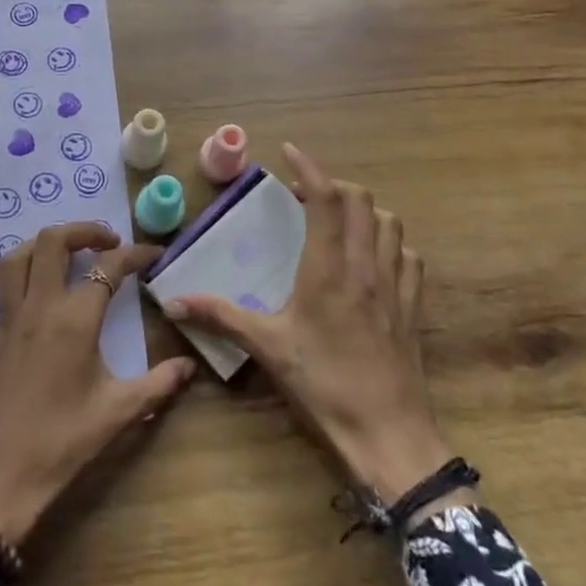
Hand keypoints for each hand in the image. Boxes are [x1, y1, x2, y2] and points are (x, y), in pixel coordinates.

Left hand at [0, 223, 195, 546]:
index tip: (154, 255)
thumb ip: (159, 383)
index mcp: (75, 320)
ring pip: (11, 261)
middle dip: (82, 231)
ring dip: (37, 247)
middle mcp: (38, 309)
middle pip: (52, 243)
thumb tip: (190, 365)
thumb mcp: (120, 412)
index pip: (110, 268)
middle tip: (105, 242)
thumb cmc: (64, 444)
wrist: (3, 483)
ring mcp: (3, 324)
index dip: (136, 254)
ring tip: (60, 255)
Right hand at [165, 145, 463, 515]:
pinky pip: (409, 257)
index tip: (289, 152)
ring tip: (339, 221)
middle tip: (306, 196)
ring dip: (365, 211)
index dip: (309, 168)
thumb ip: (221, 316)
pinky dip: (391, 243)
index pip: (325, 199)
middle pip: (361, 201)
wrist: (388, 433)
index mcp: (328, 267)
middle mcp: (365, 265)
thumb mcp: (267, 347)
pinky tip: (375, 258)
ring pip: (390, 223)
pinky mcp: (413, 306)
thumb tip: (172, 301)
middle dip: (334, 186)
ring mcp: (395, 284)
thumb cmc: (324, 384)